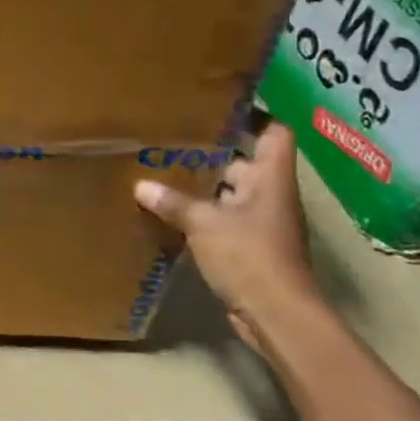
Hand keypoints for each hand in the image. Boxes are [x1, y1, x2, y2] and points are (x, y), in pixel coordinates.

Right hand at [134, 121, 323, 355]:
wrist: (278, 317)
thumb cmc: (249, 257)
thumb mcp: (203, 224)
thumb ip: (172, 202)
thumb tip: (141, 185)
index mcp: (269, 180)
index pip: (274, 134)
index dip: (254, 115)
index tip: (218, 104)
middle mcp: (269, 196)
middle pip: (245, 160)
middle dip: (212, 149)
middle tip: (173, 134)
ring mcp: (261, 223)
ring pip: (231, 190)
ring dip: (203, 182)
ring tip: (162, 167)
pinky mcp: (248, 246)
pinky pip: (223, 217)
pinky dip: (201, 211)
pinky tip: (168, 207)